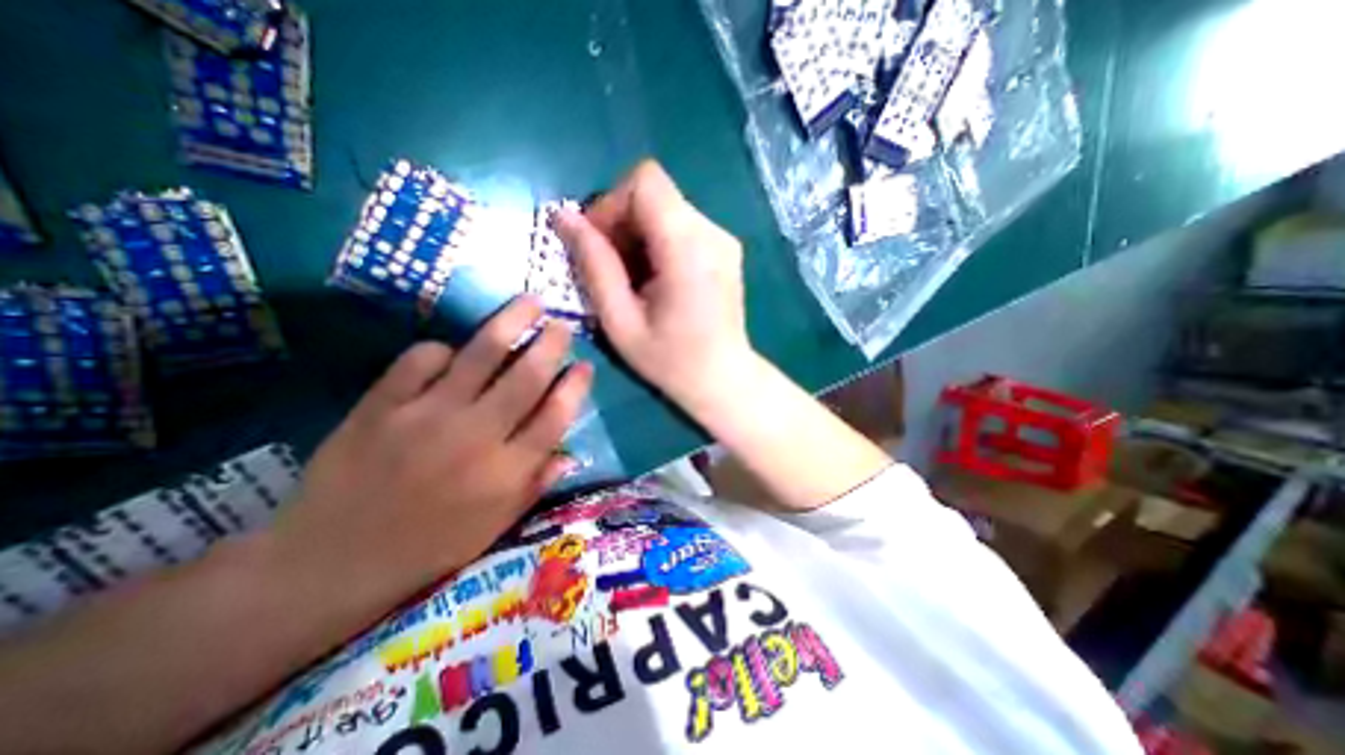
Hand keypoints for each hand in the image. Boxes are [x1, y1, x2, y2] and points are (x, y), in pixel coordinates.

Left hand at [268, 297, 588, 610]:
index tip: (585, 366)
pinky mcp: (382, 406)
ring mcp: (427, 416)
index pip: (555, 416)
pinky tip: (448, 352)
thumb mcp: (495, 526)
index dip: (575, 387)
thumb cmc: (428, 546)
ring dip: (511, 323)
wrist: (332, 561)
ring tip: (529, 303)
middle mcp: (476, 437)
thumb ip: (535, 486)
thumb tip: (568, 454)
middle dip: (551, 344)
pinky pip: (420, 359)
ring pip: (482, 355)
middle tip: (562, 324)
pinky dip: (441, 349)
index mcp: (506, 471)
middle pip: (526, 377)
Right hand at [552, 158, 751, 414]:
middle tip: (611, 269)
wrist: (724, 379)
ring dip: (638, 234)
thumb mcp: (621, 322)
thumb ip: (593, 265)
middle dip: (621, 222)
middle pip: (654, 193)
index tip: (598, 244)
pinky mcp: (725, 248)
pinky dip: (658, 242)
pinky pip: (681, 224)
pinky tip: (656, 280)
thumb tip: (563, 216)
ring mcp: (723, 239)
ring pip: (666, 208)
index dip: (611, 203)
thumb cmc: (671, 361)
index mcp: (688, 248)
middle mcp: (712, 232)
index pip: (645, 181)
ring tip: (634, 280)